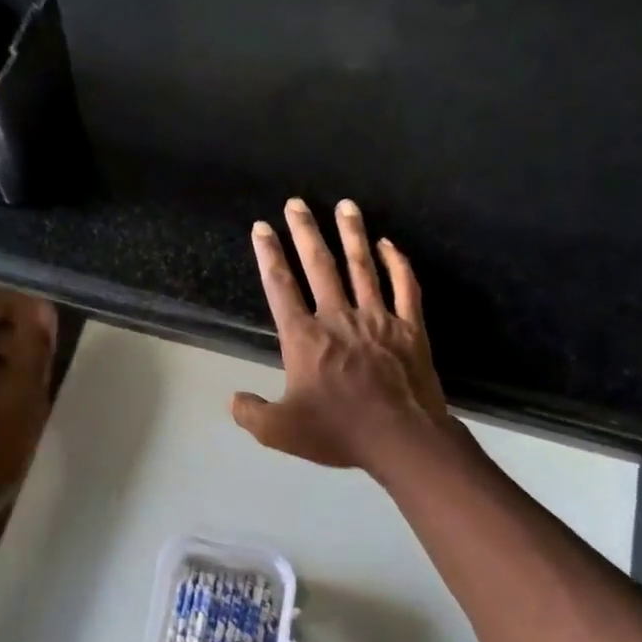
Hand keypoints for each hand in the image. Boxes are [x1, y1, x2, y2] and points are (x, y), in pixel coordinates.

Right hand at [232, 198, 447, 470]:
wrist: (402, 439)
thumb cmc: (339, 431)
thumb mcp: (280, 431)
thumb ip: (251, 413)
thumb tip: (233, 399)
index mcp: (305, 338)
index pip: (281, 287)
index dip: (269, 255)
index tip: (262, 228)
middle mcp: (338, 318)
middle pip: (319, 265)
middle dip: (305, 231)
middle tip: (296, 202)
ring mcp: (377, 318)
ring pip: (362, 266)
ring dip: (351, 234)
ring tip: (345, 205)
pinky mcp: (409, 327)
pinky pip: (405, 286)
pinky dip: (397, 263)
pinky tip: (389, 244)